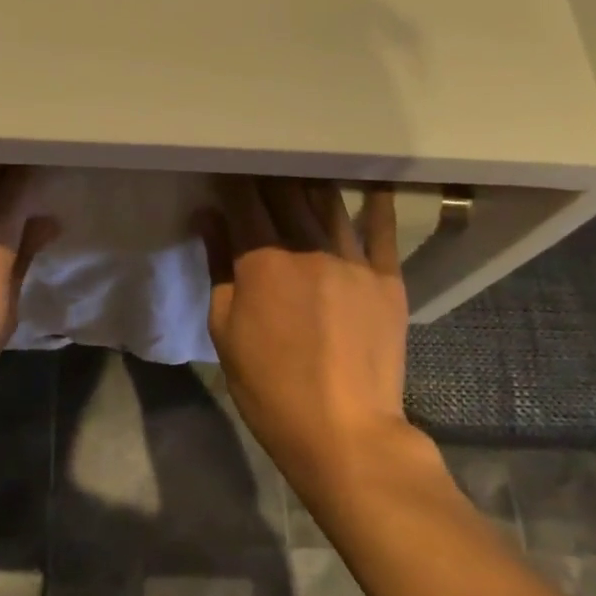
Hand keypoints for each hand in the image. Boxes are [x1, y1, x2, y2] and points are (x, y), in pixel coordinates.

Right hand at [197, 177, 411, 494]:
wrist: (343, 432)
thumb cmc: (269, 386)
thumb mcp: (225, 329)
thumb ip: (218, 266)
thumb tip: (208, 216)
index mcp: (263, 260)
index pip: (244, 201)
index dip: (233, 180)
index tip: (226, 168)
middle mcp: (308, 247)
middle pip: (287, 193)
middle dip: (269, 174)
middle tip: (261, 163)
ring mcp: (353, 260)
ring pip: (329, 203)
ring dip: (312, 181)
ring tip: (303, 167)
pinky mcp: (387, 279)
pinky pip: (382, 230)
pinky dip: (375, 203)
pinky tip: (371, 182)